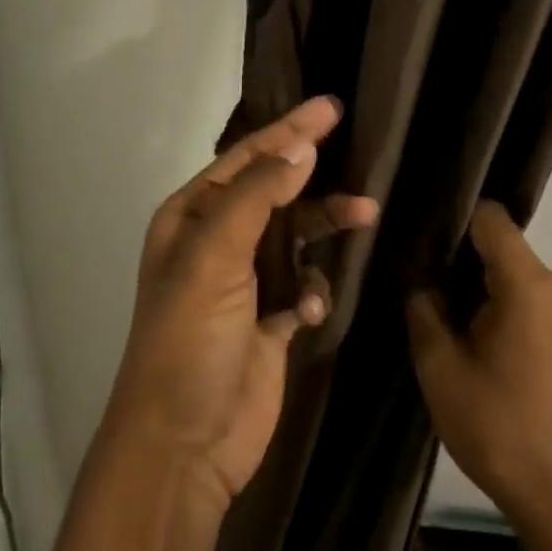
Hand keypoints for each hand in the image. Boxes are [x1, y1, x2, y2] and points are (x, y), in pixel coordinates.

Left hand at [104, 97, 378, 512]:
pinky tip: (306, 314)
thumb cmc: (190, 338)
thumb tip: (300, 148)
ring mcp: (244, 283)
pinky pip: (303, 286)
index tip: (331, 108)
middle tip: (362, 157)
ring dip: (326, 229)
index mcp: (191, 218)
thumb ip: (258, 197)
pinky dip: (312, 292)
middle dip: (314, 178)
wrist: (185, 443)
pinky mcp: (269, 321)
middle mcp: (216, 243)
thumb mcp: (214, 257)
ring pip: (297, 238)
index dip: (288, 131)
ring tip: (366, 216)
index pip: (246, 160)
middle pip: (276, 193)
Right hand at [408, 202, 551, 550]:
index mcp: (530, 285)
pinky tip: (479, 339)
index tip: (422, 239)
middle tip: (424, 286)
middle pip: (503, 247)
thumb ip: (424, 309)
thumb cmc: (496, 426)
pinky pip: (533, 298)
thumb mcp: (439, 367)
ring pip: (516, 274)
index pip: (491, 219)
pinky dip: (504, 305)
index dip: (454, 220)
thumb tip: (424, 284)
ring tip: (448, 318)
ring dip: (482, 288)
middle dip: (462, 261)